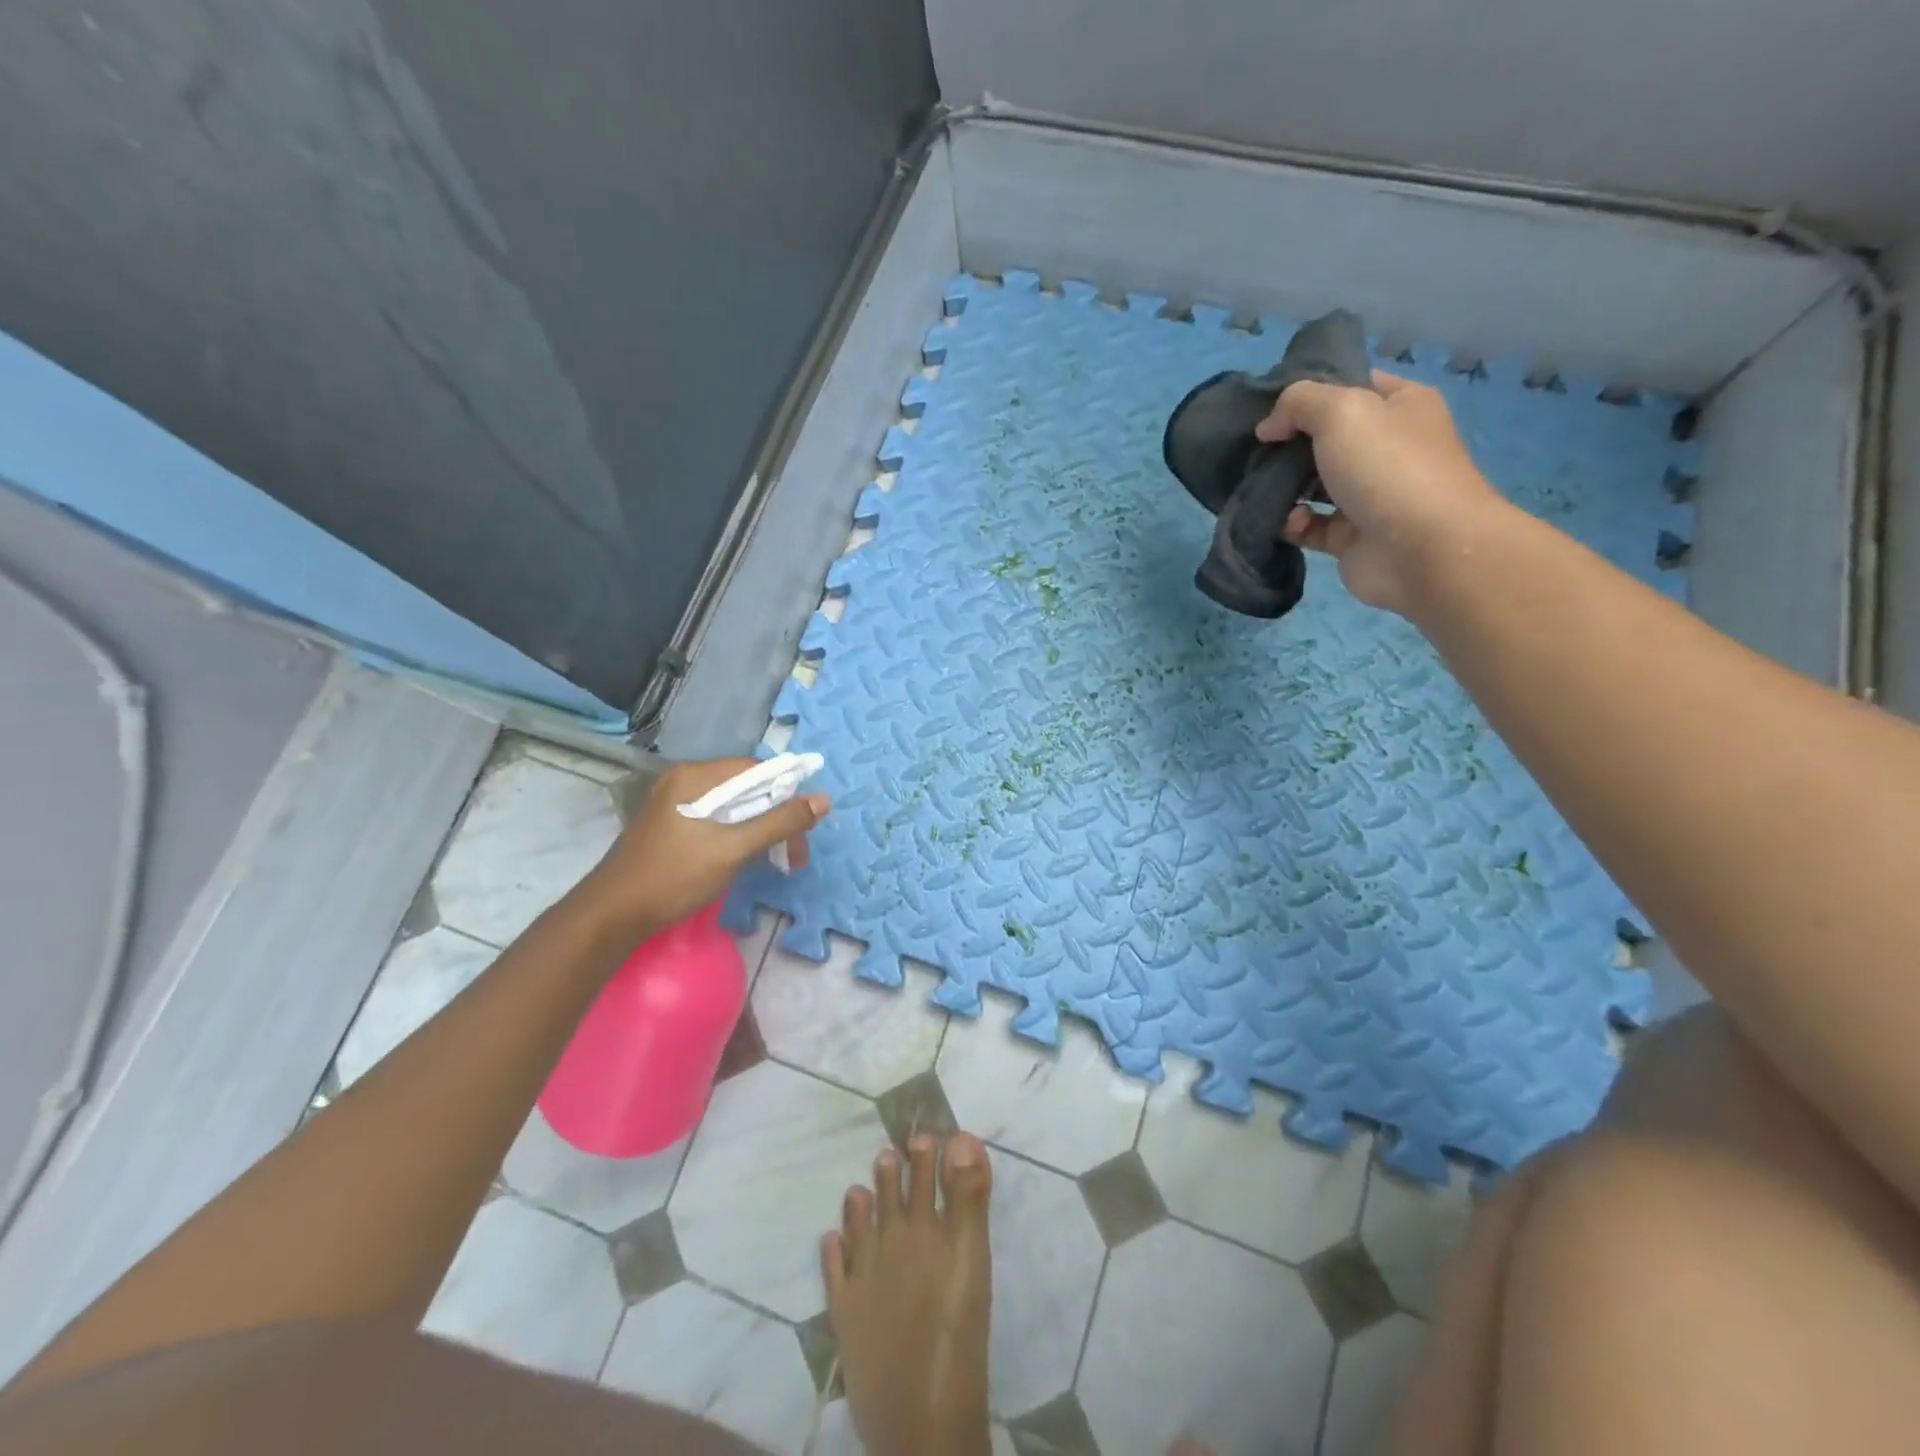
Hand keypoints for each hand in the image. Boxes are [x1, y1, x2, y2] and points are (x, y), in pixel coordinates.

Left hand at [574, 758, 828, 944]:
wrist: (613, 916)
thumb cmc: (674, 876)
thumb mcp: (733, 849)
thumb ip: (780, 822)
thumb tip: (823, 800)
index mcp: (695, 776)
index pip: (755, 769)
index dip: (787, 792)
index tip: (806, 826)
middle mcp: (684, 781)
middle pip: (745, 789)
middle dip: (776, 817)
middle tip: (795, 854)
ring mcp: (674, 804)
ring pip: (732, 808)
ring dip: (760, 830)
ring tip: (779, 861)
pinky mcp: (671, 826)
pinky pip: (716, 821)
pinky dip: (738, 836)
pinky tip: (750, 859)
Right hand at [1257, 371, 1503, 615]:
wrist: (1422, 550)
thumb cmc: (1388, 466)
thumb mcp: (1341, 410)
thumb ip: (1298, 403)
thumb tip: (1269, 427)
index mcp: (1401, 406)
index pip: (1352, 385)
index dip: (1311, 391)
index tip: (1270, 406)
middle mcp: (1388, 447)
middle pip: (1326, 437)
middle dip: (1289, 442)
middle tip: (1256, 449)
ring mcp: (1369, 494)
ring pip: (1314, 483)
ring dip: (1284, 485)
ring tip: (1259, 485)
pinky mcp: (1350, 536)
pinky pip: (1310, 525)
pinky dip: (1292, 523)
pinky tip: (1287, 520)